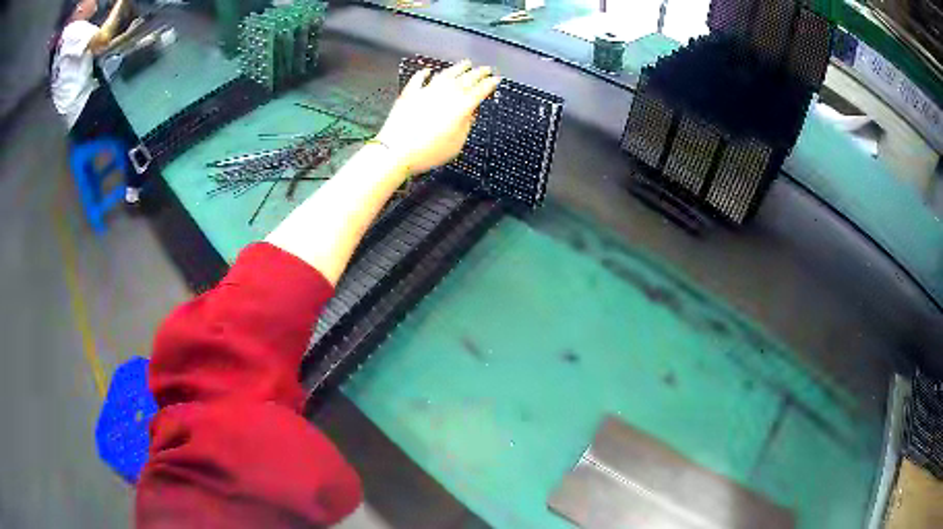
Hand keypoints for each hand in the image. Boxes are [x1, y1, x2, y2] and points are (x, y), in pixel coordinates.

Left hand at [375, 60, 500, 175]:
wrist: (396, 151)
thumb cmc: (428, 151)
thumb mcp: (457, 143)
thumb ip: (466, 125)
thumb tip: (470, 114)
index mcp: (461, 106)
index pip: (480, 90)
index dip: (490, 84)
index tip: (496, 79)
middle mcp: (446, 94)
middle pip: (466, 79)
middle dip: (478, 73)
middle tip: (486, 69)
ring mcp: (427, 91)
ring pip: (446, 74)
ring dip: (457, 68)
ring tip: (466, 63)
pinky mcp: (410, 94)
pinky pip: (419, 79)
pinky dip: (425, 74)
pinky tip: (428, 70)